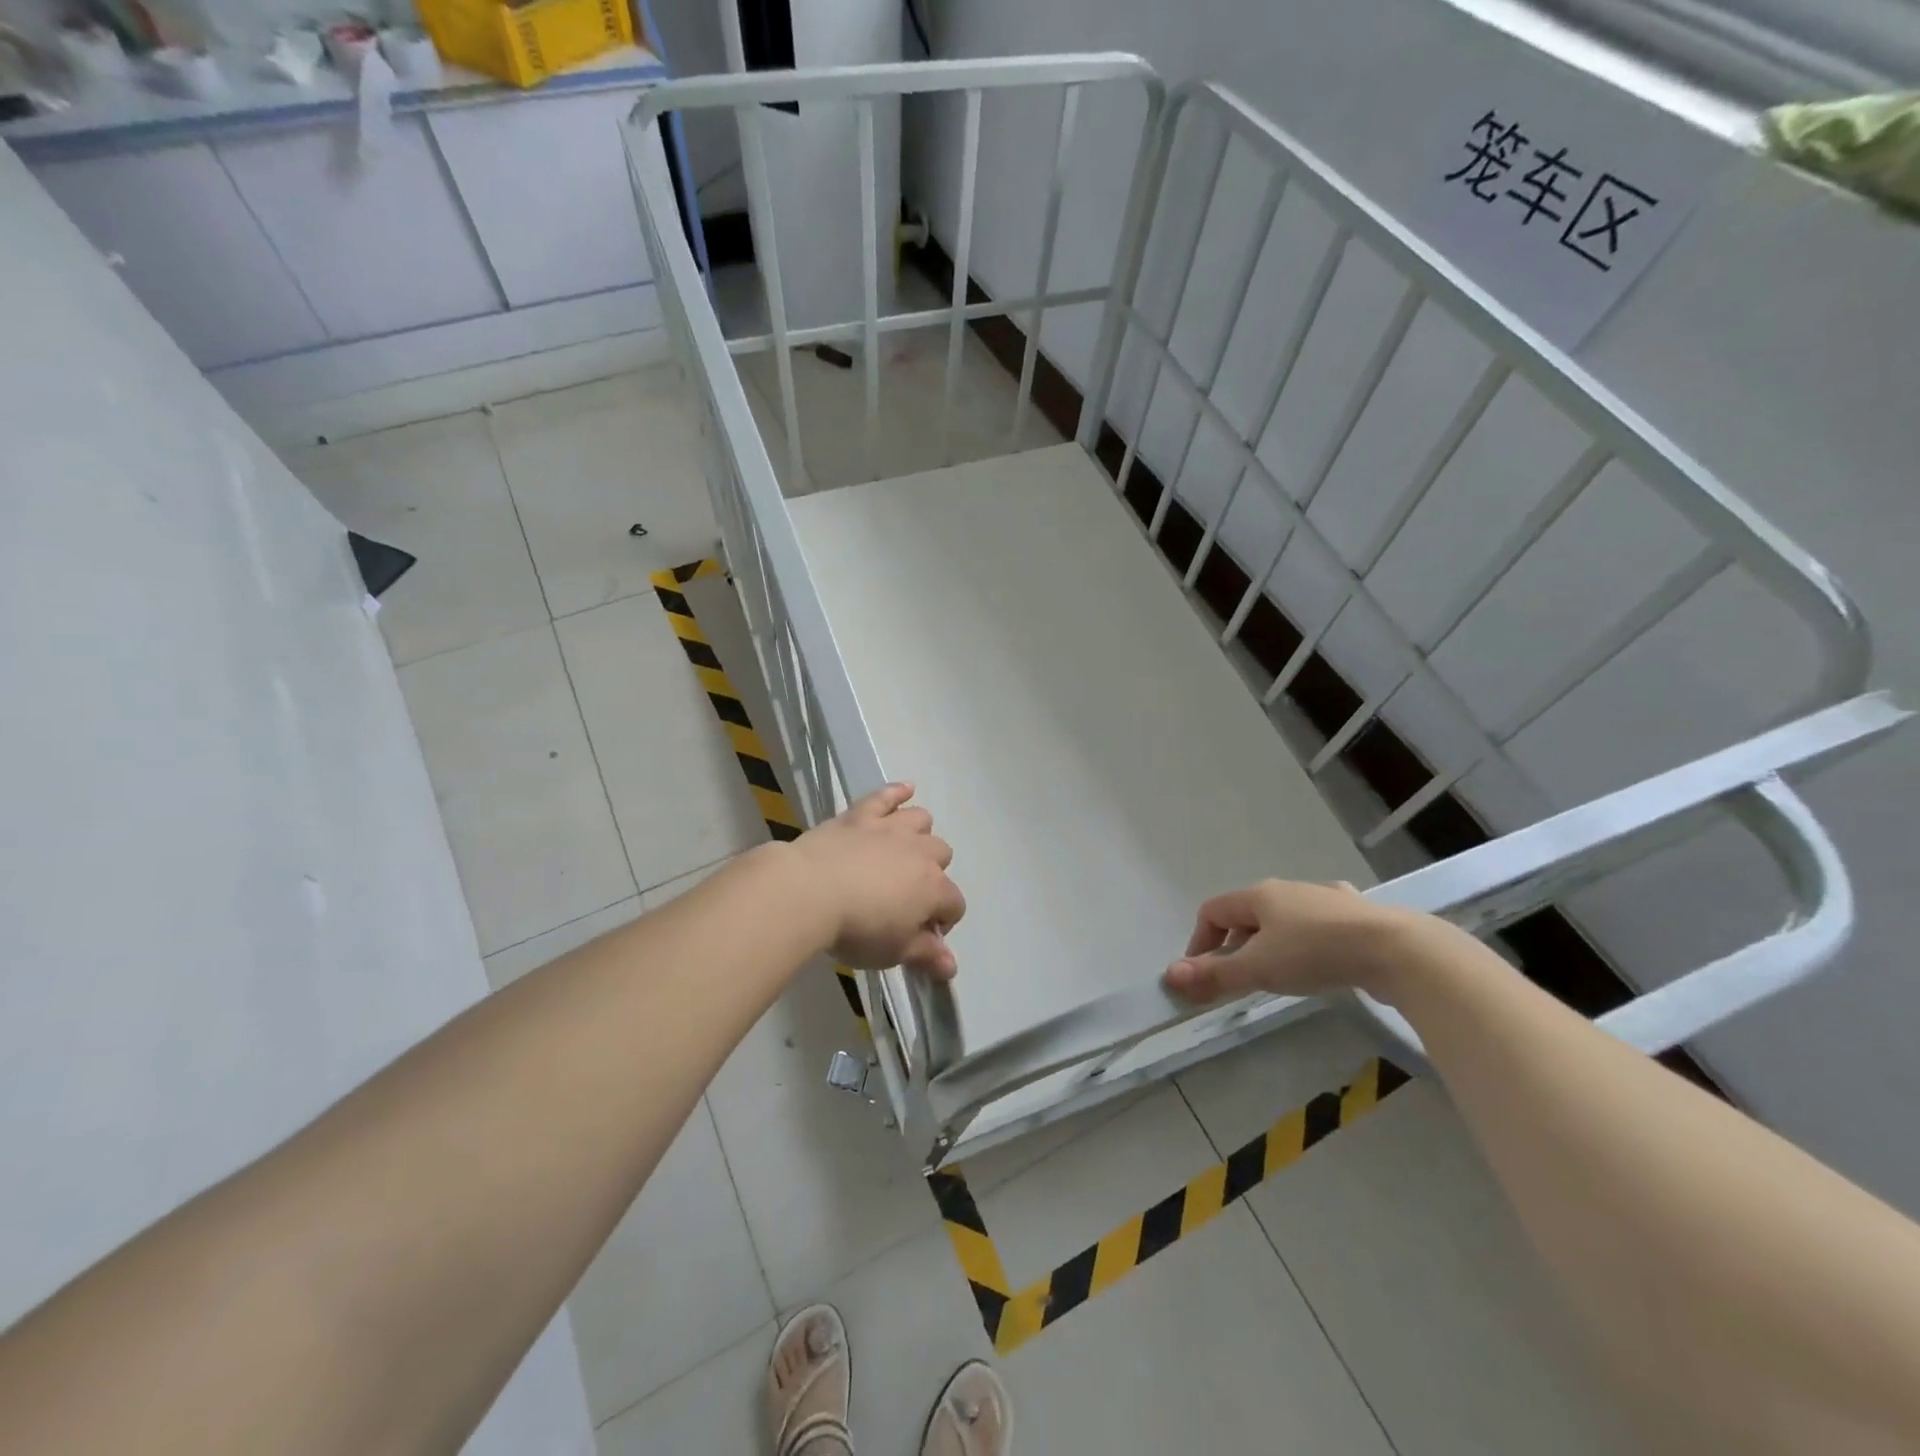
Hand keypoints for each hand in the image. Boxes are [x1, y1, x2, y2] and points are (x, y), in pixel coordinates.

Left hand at [790, 783, 965, 979]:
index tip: (920, 937)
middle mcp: (920, 852)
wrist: (808, 891)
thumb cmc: (856, 928)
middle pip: (942, 856)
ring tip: (904, 851)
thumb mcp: (894, 952)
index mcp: (933, 888)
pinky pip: (886, 796)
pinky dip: (897, 792)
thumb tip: (951, 967)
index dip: (942, 923)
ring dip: (919, 834)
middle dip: (932, 875)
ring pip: (921, 820)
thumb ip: (926, 956)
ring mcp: (890, 829)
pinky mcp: (861, 815)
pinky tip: (905, 789)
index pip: (954, 905)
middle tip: (906, 896)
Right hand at [1164, 879, 1405, 1003]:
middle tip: (1239, 978)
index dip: (1200, 940)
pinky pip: (1319, 926)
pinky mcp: (1357, 916)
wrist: (1396, 950)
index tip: (1202, 974)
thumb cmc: (1315, 953)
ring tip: (1279, 973)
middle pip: (1248, 914)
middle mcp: (1289, 890)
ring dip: (1272, 943)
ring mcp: (1326, 900)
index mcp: (1260, 895)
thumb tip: (1170, 975)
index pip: (1213, 910)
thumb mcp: (1258, 968)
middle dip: (1235, 945)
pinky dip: (1308, 943)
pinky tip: (1322, 961)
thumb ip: (1214, 974)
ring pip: (1285, 919)